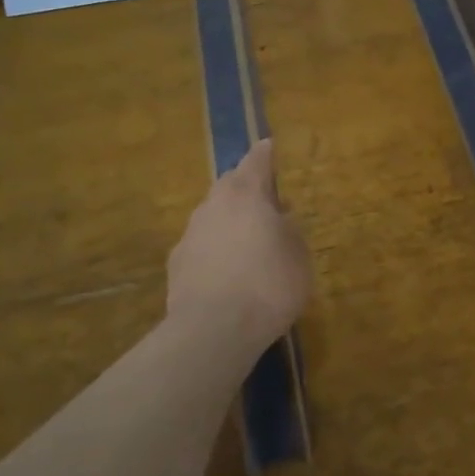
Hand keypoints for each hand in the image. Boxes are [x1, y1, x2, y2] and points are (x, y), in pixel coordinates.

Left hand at [167, 139, 310, 357]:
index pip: (257, 160)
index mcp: (246, 194)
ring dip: (229, 220)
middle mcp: (214, 204)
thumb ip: (290, 230)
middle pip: (230, 184)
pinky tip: (226, 270)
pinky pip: (201, 245)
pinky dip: (214, 248)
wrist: (212, 330)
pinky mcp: (176, 264)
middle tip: (265, 198)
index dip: (266, 153)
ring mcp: (190, 233)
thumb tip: (280, 219)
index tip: (270, 145)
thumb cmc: (268, 284)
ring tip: (248, 239)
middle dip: (246, 187)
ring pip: (213, 215)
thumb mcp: (298, 255)